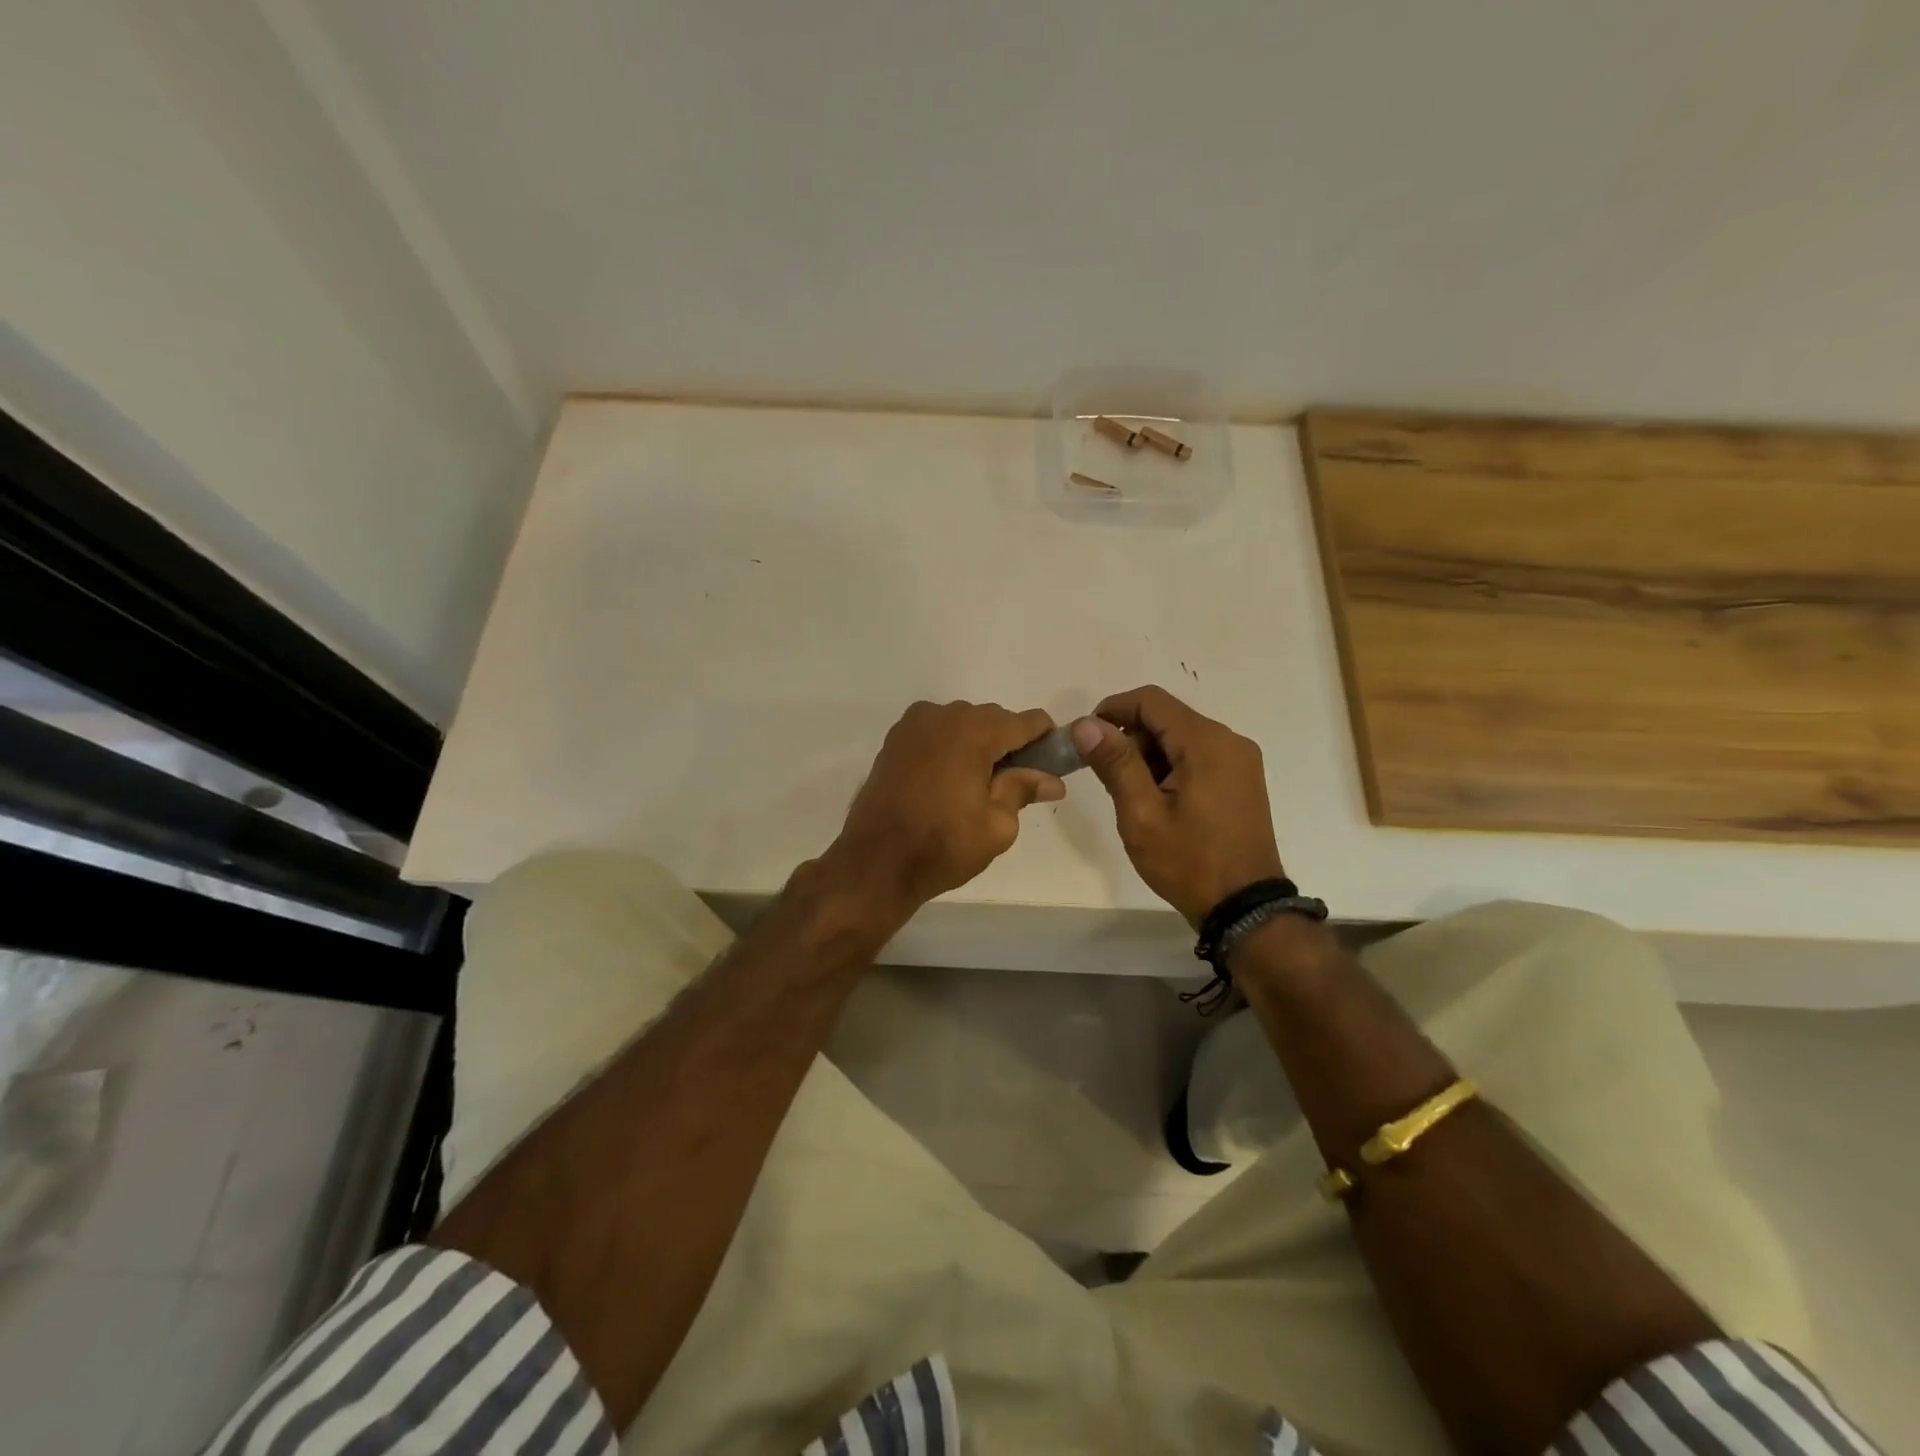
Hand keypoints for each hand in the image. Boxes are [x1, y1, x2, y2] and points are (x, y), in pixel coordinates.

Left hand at [826, 700, 1066, 917]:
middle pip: (994, 719)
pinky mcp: (895, 739)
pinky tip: (948, 781)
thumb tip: (1052, 780)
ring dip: (978, 745)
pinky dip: (951, 747)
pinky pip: (937, 732)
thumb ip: (1024, 790)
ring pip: (963, 723)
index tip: (1050, 767)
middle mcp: (943, 715)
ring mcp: (914, 724)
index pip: (1027, 721)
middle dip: (1009, 745)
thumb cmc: (942, 846)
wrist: (874, 863)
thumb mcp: (997, 826)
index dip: (1046, 740)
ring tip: (976, 787)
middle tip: (1014, 785)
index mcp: (974, 732)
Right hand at [1070, 685, 1284, 925]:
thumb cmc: (1188, 861)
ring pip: (1181, 736)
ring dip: (1149, 754)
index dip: (1112, 710)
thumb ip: (1115, 763)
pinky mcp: (1242, 778)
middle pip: (1166, 717)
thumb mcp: (1141, 814)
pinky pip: (1198, 755)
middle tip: (1108, 778)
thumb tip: (1086, 724)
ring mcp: (1240, 760)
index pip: (1151, 700)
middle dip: (1130, 737)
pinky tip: (1159, 800)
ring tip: (1133, 796)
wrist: (1244, 907)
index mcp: (1206, 742)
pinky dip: (1171, 766)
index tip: (1086, 739)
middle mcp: (1229, 740)